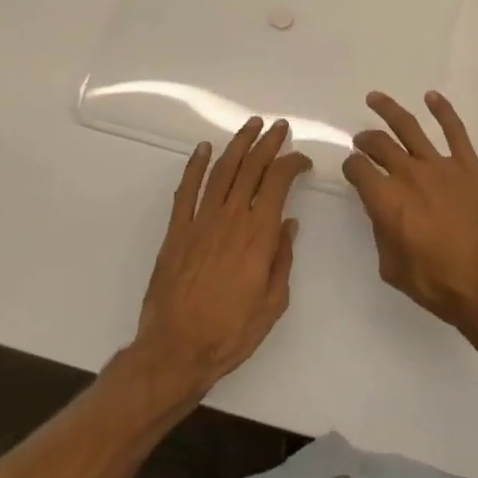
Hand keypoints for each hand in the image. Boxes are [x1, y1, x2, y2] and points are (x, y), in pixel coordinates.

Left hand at [133, 118, 310, 396]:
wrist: (175, 351)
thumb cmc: (231, 332)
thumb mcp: (273, 303)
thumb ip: (282, 259)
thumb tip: (289, 224)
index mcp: (259, 234)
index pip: (278, 181)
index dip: (292, 163)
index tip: (302, 160)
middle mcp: (231, 218)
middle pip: (251, 167)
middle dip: (268, 143)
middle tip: (279, 127)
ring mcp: (200, 221)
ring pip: (222, 170)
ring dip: (238, 144)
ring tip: (250, 126)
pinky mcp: (177, 231)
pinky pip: (186, 190)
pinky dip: (195, 166)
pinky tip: (203, 149)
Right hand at [343, 91, 477, 341]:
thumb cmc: (436, 282)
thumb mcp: (392, 267)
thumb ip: (382, 232)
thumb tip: (382, 211)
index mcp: (386, 200)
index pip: (358, 170)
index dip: (351, 166)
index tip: (352, 168)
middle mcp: (409, 174)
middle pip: (379, 144)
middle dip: (366, 140)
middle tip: (362, 140)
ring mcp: (441, 165)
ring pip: (410, 128)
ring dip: (389, 110)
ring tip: (375, 98)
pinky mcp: (469, 165)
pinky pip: (455, 130)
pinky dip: (443, 110)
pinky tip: (432, 97)